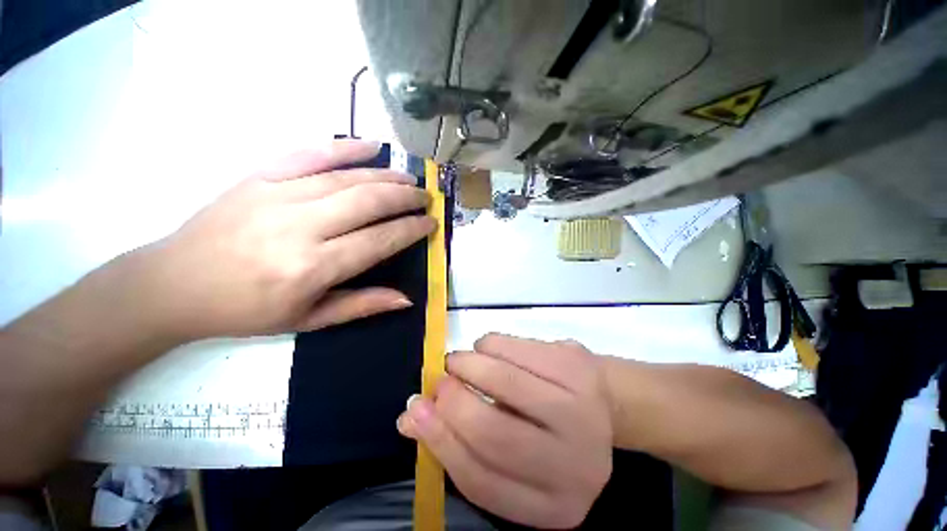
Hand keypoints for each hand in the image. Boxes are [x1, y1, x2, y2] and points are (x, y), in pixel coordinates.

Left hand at [137, 140, 434, 340]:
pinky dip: (344, 147)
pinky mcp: (260, 176)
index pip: (380, 240)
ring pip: (347, 177)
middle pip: (369, 201)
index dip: (411, 229)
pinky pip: (310, 154)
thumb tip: (407, 299)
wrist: (174, 284)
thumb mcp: (309, 319)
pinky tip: (370, 146)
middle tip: (426, 198)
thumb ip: (362, 305)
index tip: (431, 223)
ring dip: (386, 175)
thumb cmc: (246, 310)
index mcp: (313, 267)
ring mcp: (278, 194)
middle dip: (406, 198)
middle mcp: (300, 227)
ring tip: (408, 179)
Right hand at [398, 334, 612, 528]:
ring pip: (507, 382)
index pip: (481, 481)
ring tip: (457, 361)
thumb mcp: (512, 453)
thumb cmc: (549, 432)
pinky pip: (518, 348)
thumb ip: (461, 441)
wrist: (606, 401)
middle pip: (494, 432)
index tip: (415, 411)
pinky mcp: (577, 367)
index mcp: (553, 504)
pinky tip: (486, 348)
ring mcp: (582, 411)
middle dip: (454, 401)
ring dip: (469, 365)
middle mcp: (574, 465)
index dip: (441, 442)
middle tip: (438, 380)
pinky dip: (490, 344)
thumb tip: (409, 417)